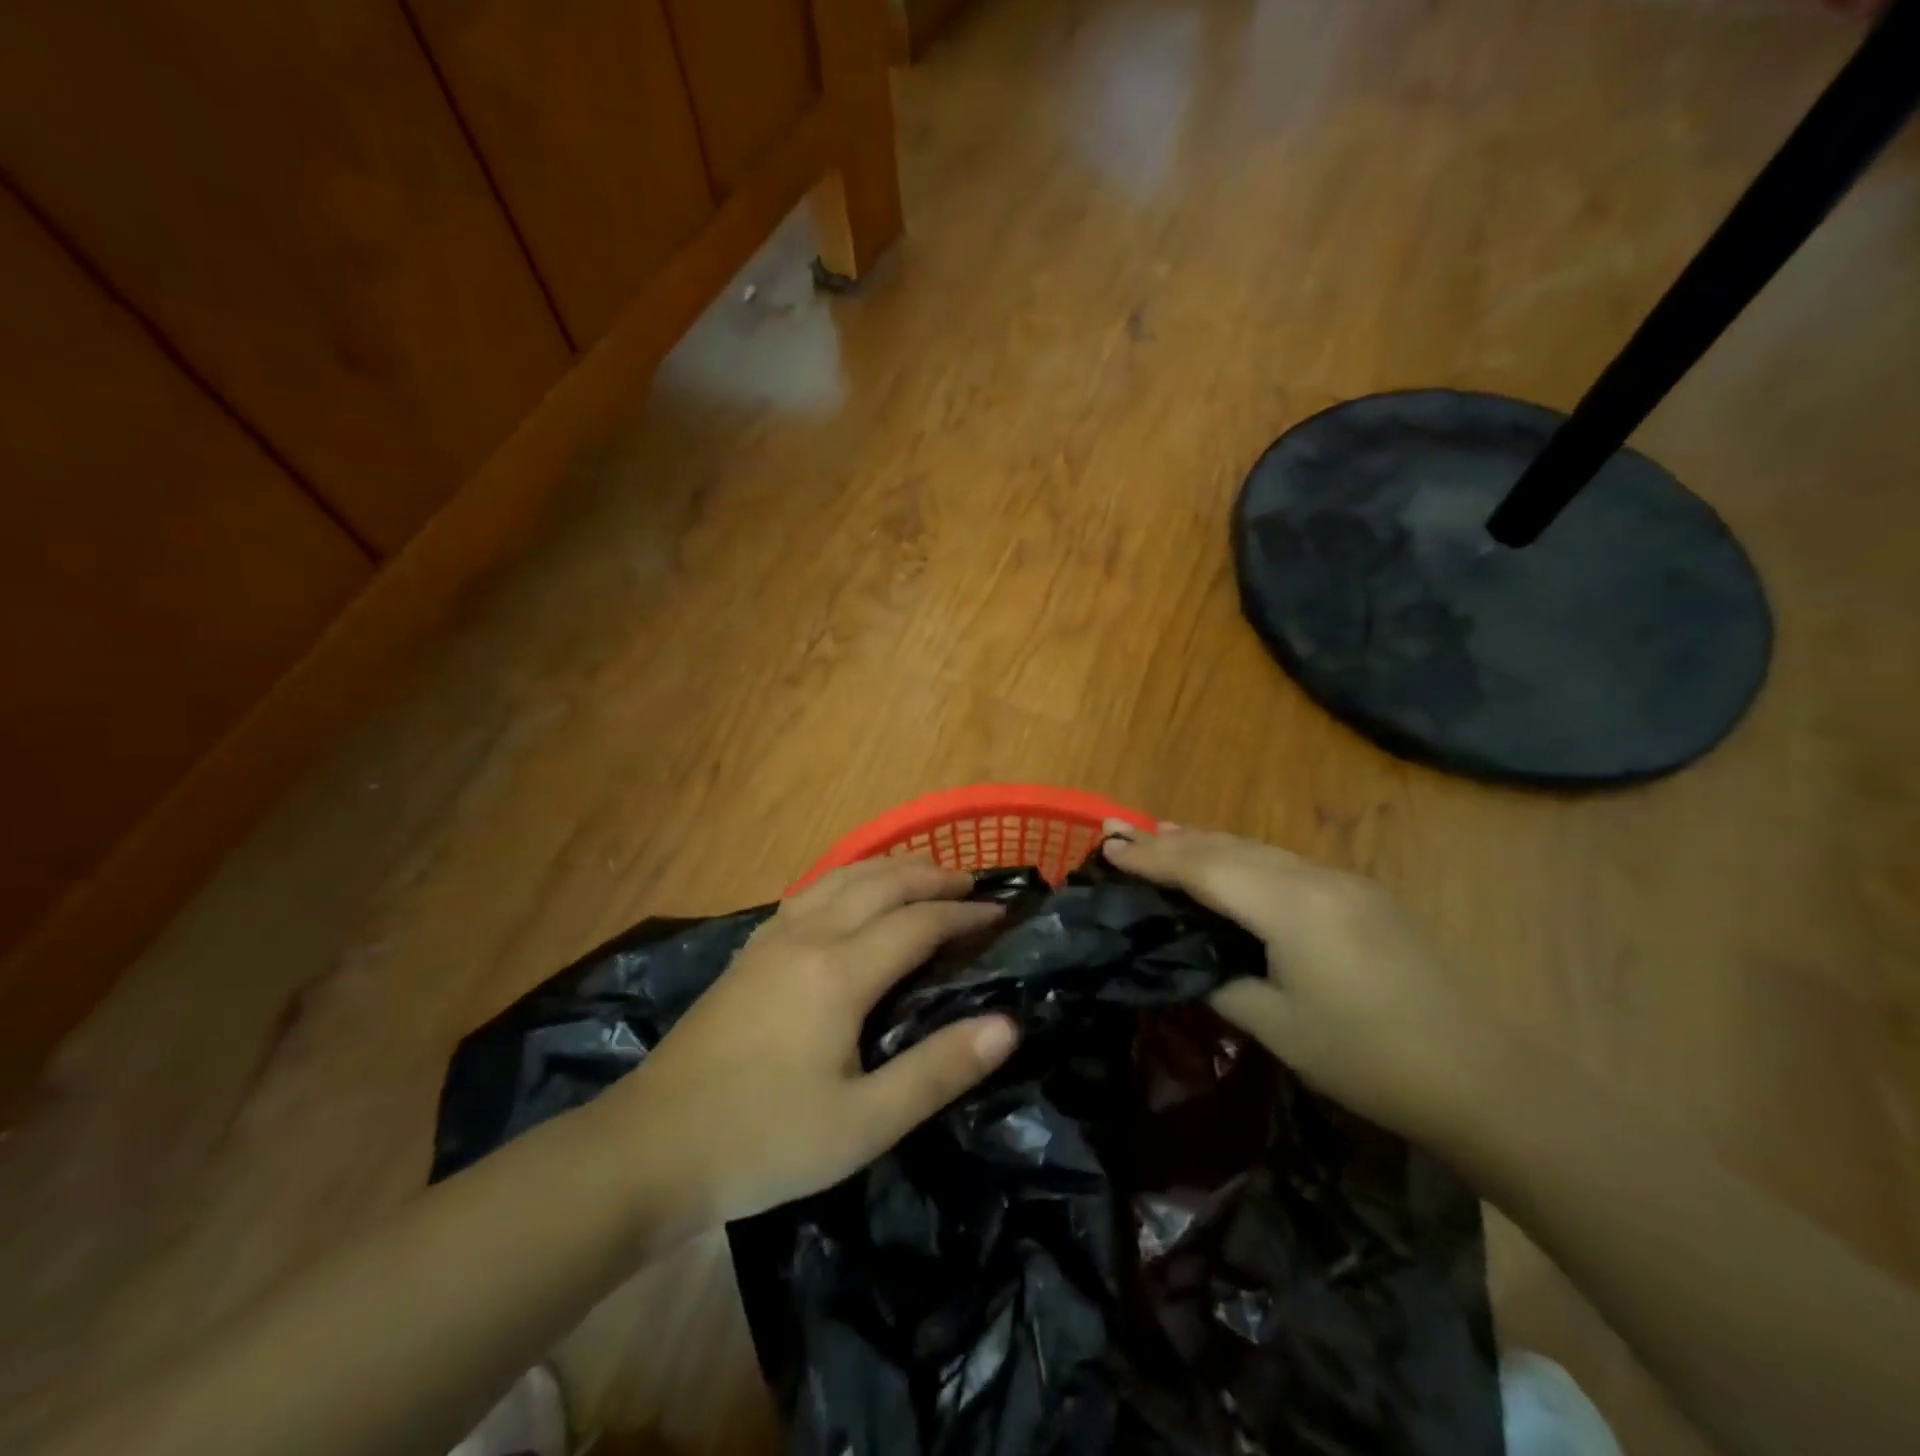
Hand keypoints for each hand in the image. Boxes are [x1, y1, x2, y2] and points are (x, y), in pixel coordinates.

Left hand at [605, 857, 1018, 1231]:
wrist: (648, 1148)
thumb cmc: (764, 1140)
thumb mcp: (863, 1124)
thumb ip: (938, 1071)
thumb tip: (1008, 1024)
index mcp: (839, 972)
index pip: (917, 923)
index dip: (962, 913)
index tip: (1000, 914)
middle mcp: (807, 937)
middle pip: (879, 884)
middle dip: (930, 876)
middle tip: (970, 882)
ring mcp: (771, 940)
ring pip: (840, 878)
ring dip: (888, 868)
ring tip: (921, 872)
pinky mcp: (748, 953)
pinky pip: (810, 892)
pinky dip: (847, 879)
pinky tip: (848, 895)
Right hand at [1101, 823, 1500, 1143]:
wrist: (1485, 1079)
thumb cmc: (1370, 1060)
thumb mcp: (1278, 1027)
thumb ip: (1221, 982)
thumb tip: (1188, 960)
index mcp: (1291, 907)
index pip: (1204, 868)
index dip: (1151, 857)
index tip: (1105, 846)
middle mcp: (1315, 878)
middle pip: (1227, 846)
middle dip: (1169, 838)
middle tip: (1118, 830)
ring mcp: (1344, 883)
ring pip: (1257, 849)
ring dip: (1205, 842)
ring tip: (1160, 836)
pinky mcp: (1362, 896)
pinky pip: (1284, 863)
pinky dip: (1242, 858)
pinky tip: (1228, 865)